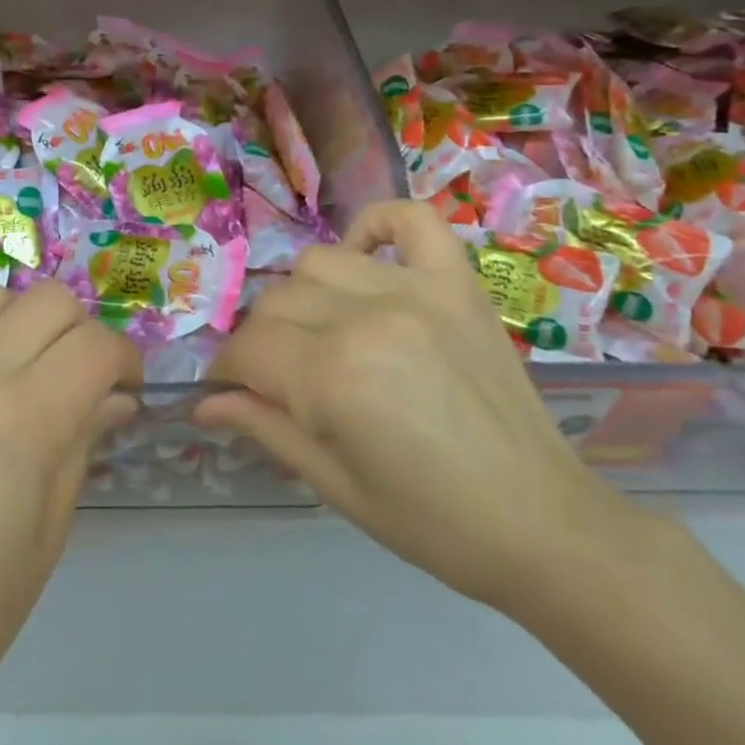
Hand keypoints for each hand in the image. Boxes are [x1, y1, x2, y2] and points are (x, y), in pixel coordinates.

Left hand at [0, 280, 139, 719]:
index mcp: (28, 415)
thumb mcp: (54, 522)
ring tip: (36, 363)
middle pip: (50, 300)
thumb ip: (85, 438)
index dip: (125, 360)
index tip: (129, 389)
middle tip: (88, 377)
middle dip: (84, 330)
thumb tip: (116, 397)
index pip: (96, 345)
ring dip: (28, 317)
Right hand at [196, 200, 644, 612]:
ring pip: (320, 262)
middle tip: (279, 378)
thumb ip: (263, 427)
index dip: (228, 370)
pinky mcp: (458, 283)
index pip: (249, 348)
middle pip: (277, 302)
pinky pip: (409, 219)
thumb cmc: (430, 521)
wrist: (542, 524)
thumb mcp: (333, 484)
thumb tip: (202, 403)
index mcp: (333, 376)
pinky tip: (366, 258)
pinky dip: (377, 225)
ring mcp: (417, 290)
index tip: (228, 390)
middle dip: (262, 342)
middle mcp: (368, 317)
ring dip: (305, 297)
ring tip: (322, 333)